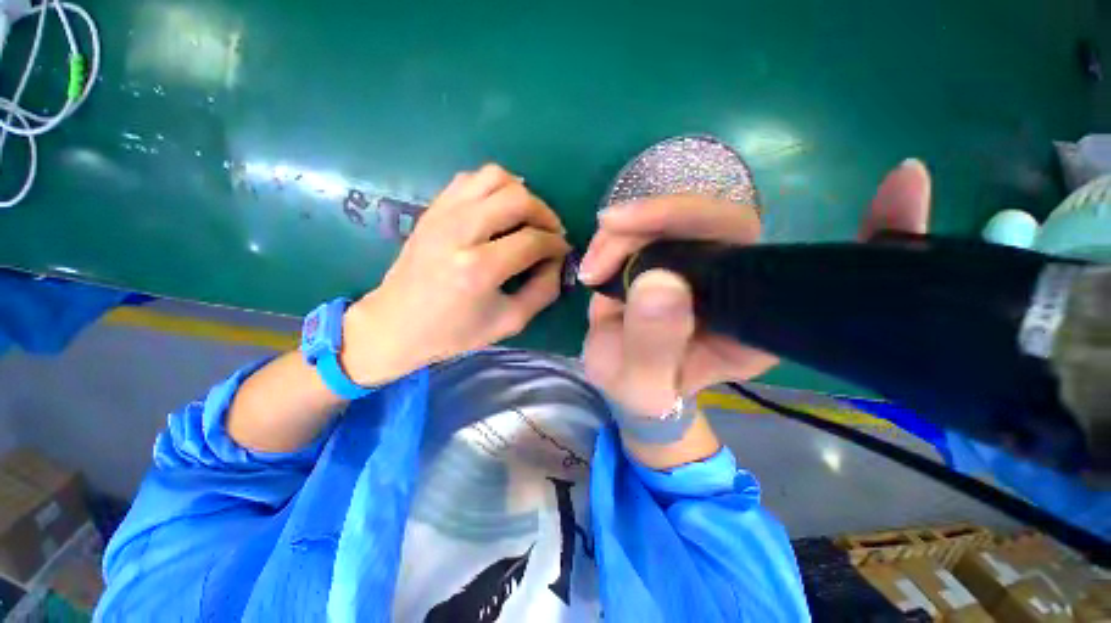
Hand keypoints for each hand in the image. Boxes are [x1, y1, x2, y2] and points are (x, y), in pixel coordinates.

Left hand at [341, 164, 569, 384]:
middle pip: (518, 198)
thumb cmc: (454, 332)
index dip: (557, 244)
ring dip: (521, 194)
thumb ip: (543, 290)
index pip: (533, 240)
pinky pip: (471, 178)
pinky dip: (494, 187)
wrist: (396, 323)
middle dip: (545, 213)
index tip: (563, 251)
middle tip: (550, 233)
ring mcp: (443, 214)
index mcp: (479, 268)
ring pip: (495, 176)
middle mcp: (460, 232)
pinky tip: (499, 209)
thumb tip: (557, 260)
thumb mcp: (509, 322)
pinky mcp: (433, 208)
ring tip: (527, 218)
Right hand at [579, 158, 931, 414]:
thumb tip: (660, 282)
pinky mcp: (668, 257)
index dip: (868, 234)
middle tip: (611, 229)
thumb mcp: (643, 386)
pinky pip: (651, 229)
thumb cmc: (643, 395)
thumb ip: (653, 345)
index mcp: (754, 322)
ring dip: (631, 228)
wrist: (626, 383)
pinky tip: (600, 250)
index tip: (905, 181)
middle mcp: (737, 284)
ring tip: (595, 262)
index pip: (802, 271)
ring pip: (678, 220)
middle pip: (723, 224)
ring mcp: (700, 265)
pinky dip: (621, 233)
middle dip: (662, 217)